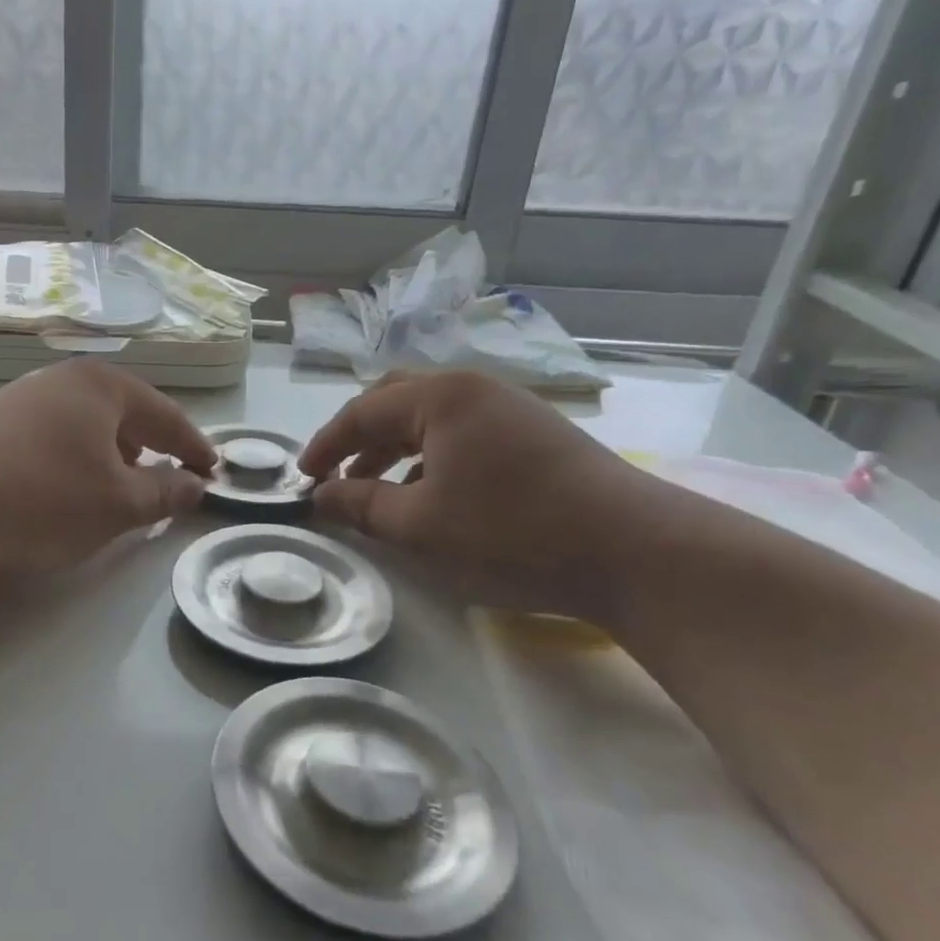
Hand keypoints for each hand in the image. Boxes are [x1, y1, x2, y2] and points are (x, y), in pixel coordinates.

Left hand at [0, 359, 215, 571]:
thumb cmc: (44, 497)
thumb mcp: (117, 504)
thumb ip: (163, 493)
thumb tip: (194, 486)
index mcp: (103, 387)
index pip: (166, 415)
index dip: (193, 446)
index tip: (213, 472)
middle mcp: (64, 380)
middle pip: (124, 413)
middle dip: (150, 447)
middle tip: (169, 479)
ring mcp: (23, 397)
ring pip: (86, 424)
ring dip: (111, 454)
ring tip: (119, 487)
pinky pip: (54, 434)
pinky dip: (75, 457)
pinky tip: (66, 486)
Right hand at [298, 371, 656, 618]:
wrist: (637, 552)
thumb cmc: (511, 532)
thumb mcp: (419, 525)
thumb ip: (360, 505)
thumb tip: (321, 495)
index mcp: (441, 396)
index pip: (362, 410)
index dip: (325, 445)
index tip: (302, 478)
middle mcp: (475, 388)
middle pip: (397, 401)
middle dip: (360, 438)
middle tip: (337, 474)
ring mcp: (512, 410)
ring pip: (433, 419)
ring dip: (396, 450)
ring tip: (378, 490)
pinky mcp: (539, 436)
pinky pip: (465, 435)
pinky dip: (433, 459)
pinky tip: (434, 497)